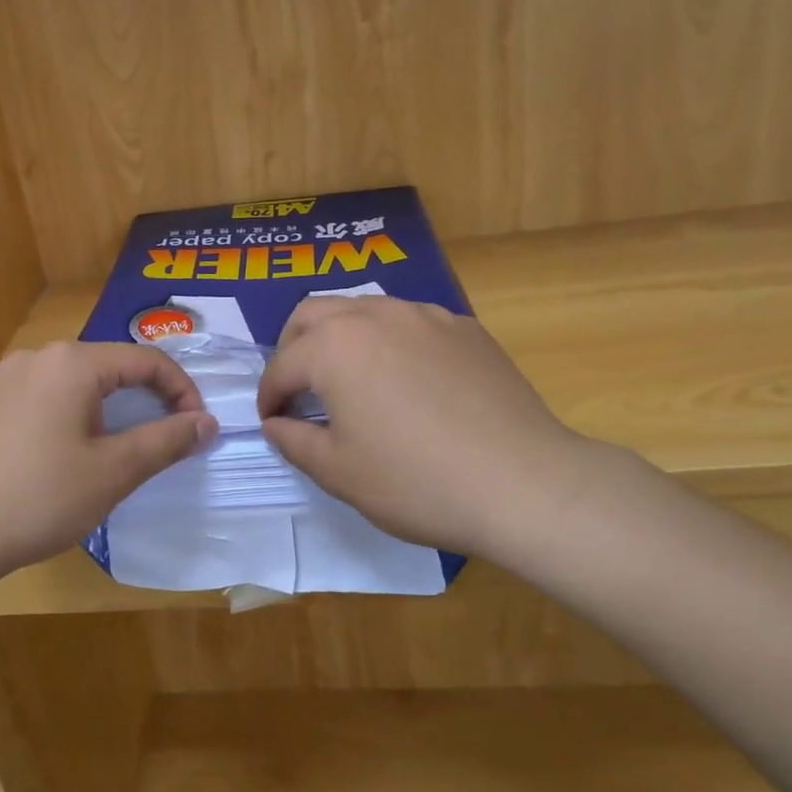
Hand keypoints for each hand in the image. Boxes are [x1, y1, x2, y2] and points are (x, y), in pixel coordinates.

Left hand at [0, 342, 217, 585]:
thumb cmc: (41, 499)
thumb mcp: (115, 472)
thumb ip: (167, 440)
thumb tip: (207, 423)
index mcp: (72, 364)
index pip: (145, 361)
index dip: (180, 391)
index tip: (195, 427)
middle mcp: (31, 356)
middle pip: (101, 368)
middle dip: (135, 399)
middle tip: (149, 440)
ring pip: (60, 383)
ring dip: (90, 408)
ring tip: (92, 450)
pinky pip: (24, 398)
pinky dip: (47, 416)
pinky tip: (40, 454)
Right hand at [256, 296, 594, 558]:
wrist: (523, 482)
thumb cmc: (416, 481)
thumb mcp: (338, 472)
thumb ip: (293, 441)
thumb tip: (276, 424)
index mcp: (334, 346)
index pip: (282, 364)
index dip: (269, 395)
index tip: (271, 420)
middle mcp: (374, 315)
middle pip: (313, 314)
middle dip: (293, 347)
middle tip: (298, 388)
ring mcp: (425, 315)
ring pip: (362, 309)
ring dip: (339, 337)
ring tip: (348, 379)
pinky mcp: (464, 328)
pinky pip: (409, 321)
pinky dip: (388, 341)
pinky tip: (405, 380)